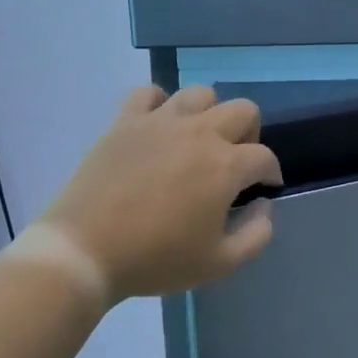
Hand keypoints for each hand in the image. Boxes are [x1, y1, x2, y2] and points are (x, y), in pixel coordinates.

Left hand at [41, 84, 282, 300]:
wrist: (86, 250)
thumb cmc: (156, 260)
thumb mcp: (220, 264)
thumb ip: (255, 235)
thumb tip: (263, 206)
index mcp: (225, 166)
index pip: (264, 157)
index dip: (271, 174)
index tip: (264, 189)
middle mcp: (199, 133)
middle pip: (243, 110)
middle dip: (249, 135)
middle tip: (234, 164)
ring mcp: (160, 122)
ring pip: (200, 93)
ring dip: (209, 114)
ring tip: (198, 142)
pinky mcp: (125, 121)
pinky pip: (149, 93)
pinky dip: (160, 105)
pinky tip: (158, 129)